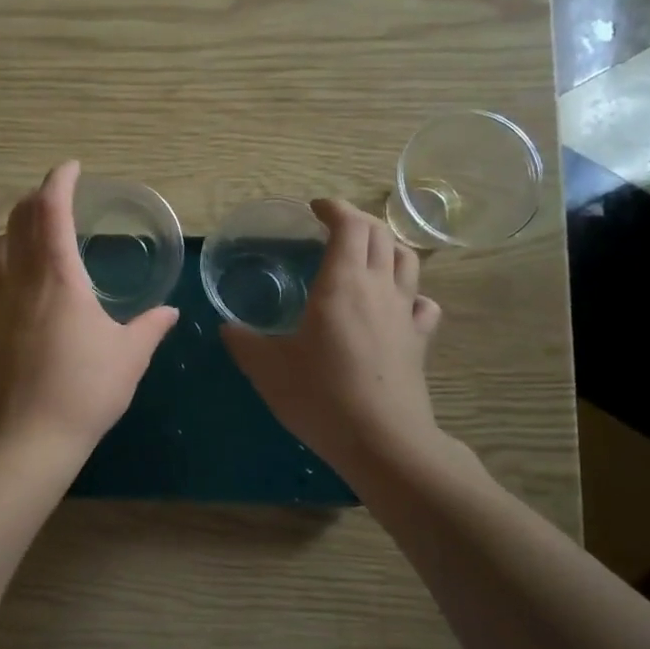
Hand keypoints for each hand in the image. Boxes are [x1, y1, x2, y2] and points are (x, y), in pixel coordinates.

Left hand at [0, 161, 178, 466]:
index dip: (60, 181)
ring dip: (11, 228)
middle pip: (18, 219)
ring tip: (31, 236)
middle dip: (36, 198)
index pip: (52, 211)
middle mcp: (20, 279)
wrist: (30, 437)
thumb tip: (169, 312)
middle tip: (56, 198)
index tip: (71, 168)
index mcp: (59, 278)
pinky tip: (12, 277)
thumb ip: (149, 327)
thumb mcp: (129, 356)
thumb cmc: (86, 391)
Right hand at [221, 199, 442, 475]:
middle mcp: (378, 287)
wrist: (382, 441)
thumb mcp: (268, 369)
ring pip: (407, 260)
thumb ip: (244, 342)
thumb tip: (228, 328)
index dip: (334, 208)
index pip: (349, 225)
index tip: (315, 208)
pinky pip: (422, 302)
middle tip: (333, 227)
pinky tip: (396, 303)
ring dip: (386, 246)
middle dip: (358, 221)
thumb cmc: (320, 396)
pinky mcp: (419, 340)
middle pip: (380, 234)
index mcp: (342, 283)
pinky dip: (409, 291)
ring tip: (366, 253)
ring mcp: (405, 313)